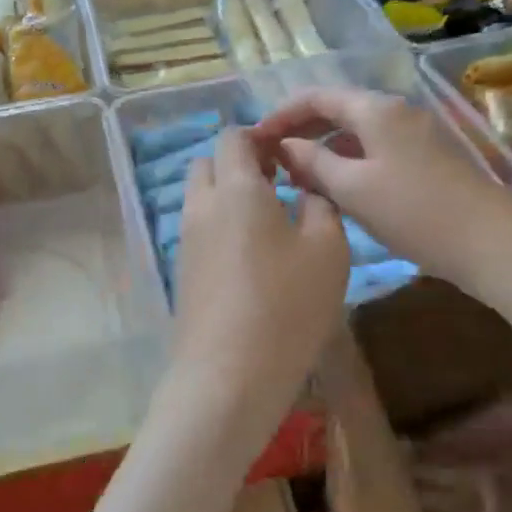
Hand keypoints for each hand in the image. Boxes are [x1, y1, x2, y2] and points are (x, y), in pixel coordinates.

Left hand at [169, 129, 349, 435]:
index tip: (289, 157)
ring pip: (201, 197)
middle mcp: (202, 206)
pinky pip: (199, 229)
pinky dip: (220, 226)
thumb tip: (306, 188)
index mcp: (237, 188)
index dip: (260, 137)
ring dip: (228, 196)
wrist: (229, 375)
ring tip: (270, 223)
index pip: (234, 137)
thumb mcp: (328, 249)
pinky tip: (251, 257)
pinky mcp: (182, 272)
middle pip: (208, 163)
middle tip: (278, 186)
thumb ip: (320, 204)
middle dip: (239, 163)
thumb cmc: (287, 305)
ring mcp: (186, 241)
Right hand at [251, 88, 511, 301]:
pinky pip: (376, 149)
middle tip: (273, 161)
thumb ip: (312, 162)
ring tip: (299, 180)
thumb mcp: (353, 188)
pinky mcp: (428, 158)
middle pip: (338, 110)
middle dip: (302, 132)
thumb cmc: (414, 213)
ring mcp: (416, 134)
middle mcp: (397, 111)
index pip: (316, 96)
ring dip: (325, 150)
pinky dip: (350, 162)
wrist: (490, 243)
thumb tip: (284, 146)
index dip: (281, 114)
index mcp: (376, 110)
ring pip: (357, 132)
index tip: (255, 140)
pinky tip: (338, 189)